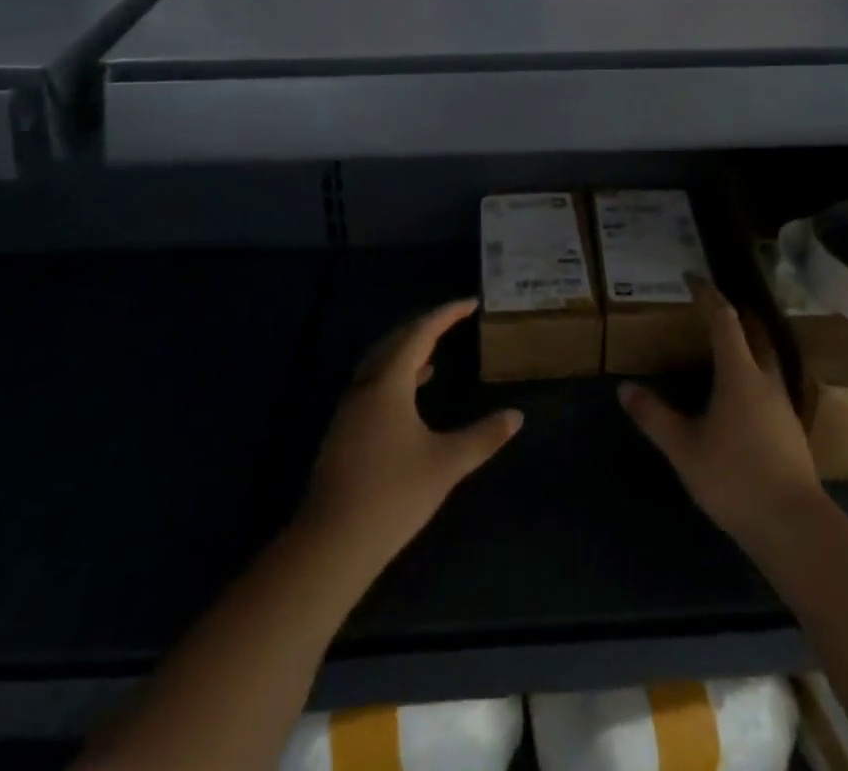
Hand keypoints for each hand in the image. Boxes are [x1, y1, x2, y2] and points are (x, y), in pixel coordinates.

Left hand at [300, 299, 522, 571]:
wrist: (331, 544)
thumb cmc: (393, 495)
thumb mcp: (446, 464)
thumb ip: (483, 437)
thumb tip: (516, 416)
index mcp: (388, 382)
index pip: (420, 332)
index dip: (446, 314)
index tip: (471, 303)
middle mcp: (365, 385)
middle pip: (396, 341)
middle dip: (425, 327)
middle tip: (453, 322)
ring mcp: (349, 408)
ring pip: (380, 363)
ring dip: (407, 352)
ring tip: (435, 355)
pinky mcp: (343, 431)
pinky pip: (373, 384)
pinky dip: (395, 376)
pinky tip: (410, 397)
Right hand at [619, 283, 824, 549]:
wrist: (794, 526)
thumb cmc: (735, 478)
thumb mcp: (684, 448)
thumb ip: (654, 416)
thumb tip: (625, 388)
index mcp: (740, 374)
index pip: (724, 320)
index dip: (708, 295)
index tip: (692, 277)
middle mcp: (765, 380)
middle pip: (754, 333)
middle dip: (735, 315)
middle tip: (713, 306)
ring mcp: (782, 405)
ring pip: (766, 358)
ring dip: (748, 343)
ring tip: (726, 345)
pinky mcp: (790, 428)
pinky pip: (770, 383)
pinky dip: (754, 371)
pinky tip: (742, 393)